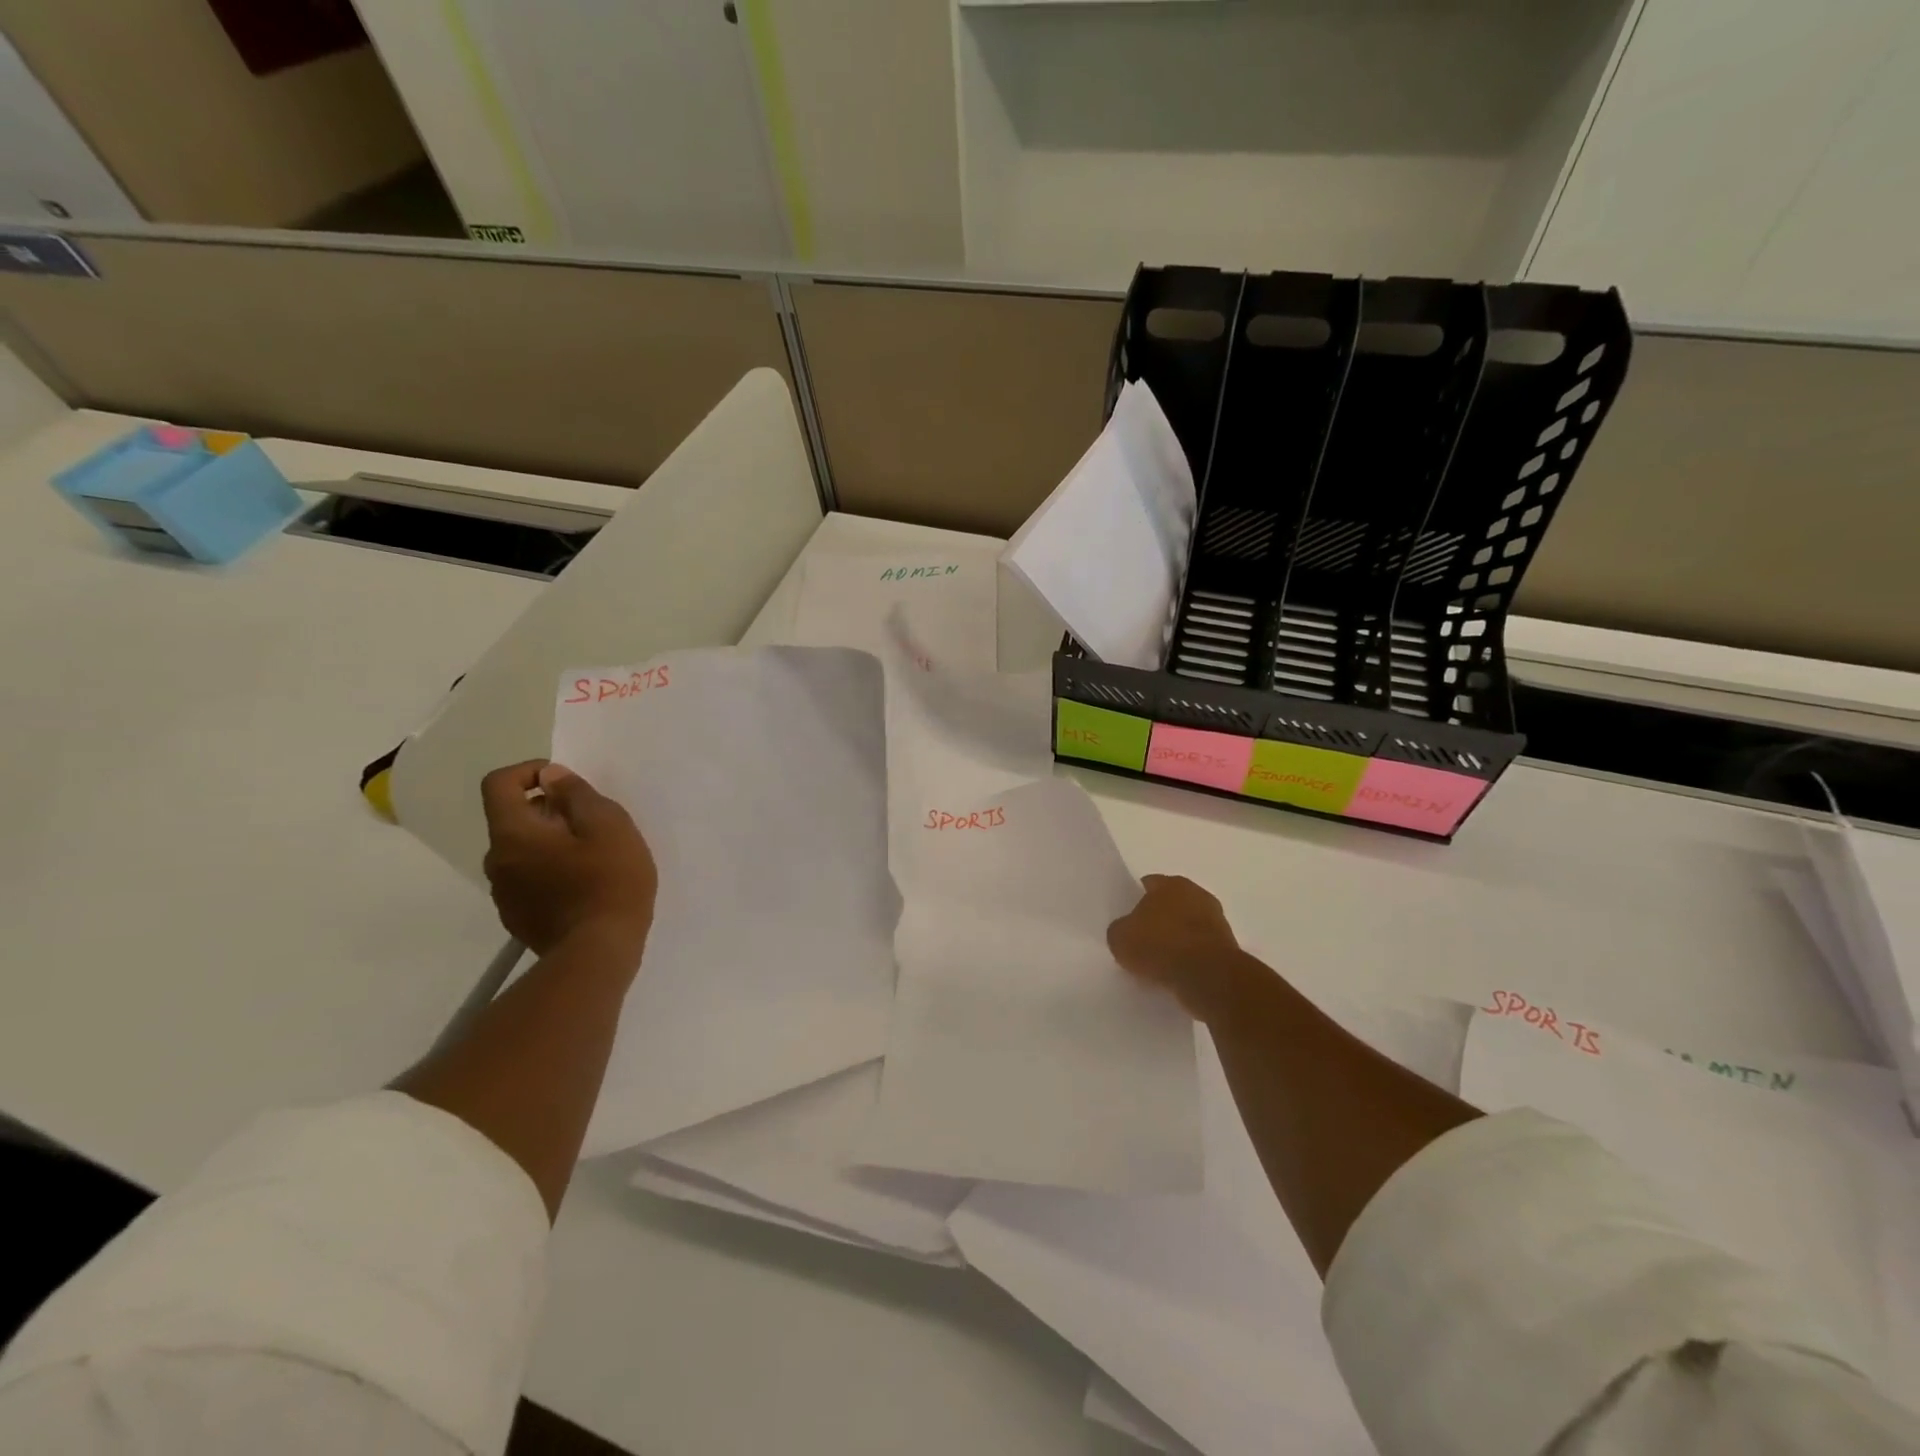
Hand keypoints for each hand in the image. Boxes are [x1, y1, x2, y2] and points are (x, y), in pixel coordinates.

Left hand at [480, 761, 656, 958]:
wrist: (599, 953)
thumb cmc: (609, 881)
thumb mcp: (608, 825)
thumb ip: (577, 794)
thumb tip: (551, 776)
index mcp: (513, 834)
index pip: (498, 784)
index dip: (529, 771)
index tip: (565, 783)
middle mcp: (497, 861)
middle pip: (513, 819)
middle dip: (549, 811)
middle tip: (593, 824)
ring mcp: (504, 894)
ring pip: (522, 851)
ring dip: (551, 843)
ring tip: (594, 857)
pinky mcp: (518, 918)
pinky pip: (529, 880)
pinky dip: (551, 872)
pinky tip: (585, 887)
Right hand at [1107, 874, 1256, 1020]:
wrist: (1207, 976)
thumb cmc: (1159, 946)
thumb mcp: (1119, 938)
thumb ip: (1120, 929)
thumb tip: (1126, 931)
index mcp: (1170, 883)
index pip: (1149, 884)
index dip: (1136, 899)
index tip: (1128, 919)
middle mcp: (1197, 894)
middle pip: (1172, 903)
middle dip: (1160, 917)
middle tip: (1143, 938)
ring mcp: (1216, 919)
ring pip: (1189, 925)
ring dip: (1178, 938)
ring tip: (1161, 960)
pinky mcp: (1228, 946)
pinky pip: (1201, 947)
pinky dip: (1192, 956)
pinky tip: (1179, 972)